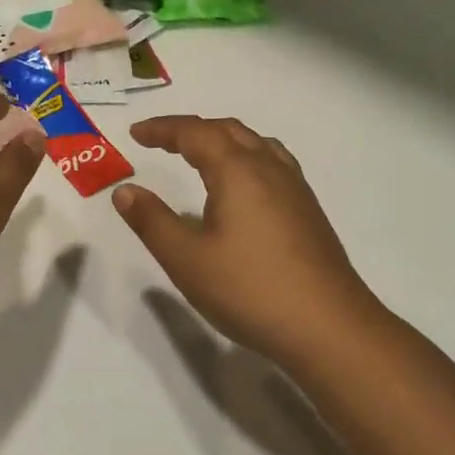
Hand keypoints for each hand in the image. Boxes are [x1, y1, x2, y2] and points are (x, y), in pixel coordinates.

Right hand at [114, 116, 382, 367]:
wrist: (328, 326)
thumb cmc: (250, 289)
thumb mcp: (187, 259)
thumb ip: (152, 221)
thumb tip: (125, 191)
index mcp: (238, 171)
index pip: (195, 133)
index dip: (163, 129)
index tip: (136, 133)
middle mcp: (269, 168)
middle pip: (228, 130)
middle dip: (191, 129)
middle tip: (161, 140)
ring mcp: (295, 188)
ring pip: (255, 144)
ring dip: (222, 139)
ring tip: (200, 155)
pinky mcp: (308, 211)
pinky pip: (272, 163)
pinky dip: (245, 157)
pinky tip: (243, 187)